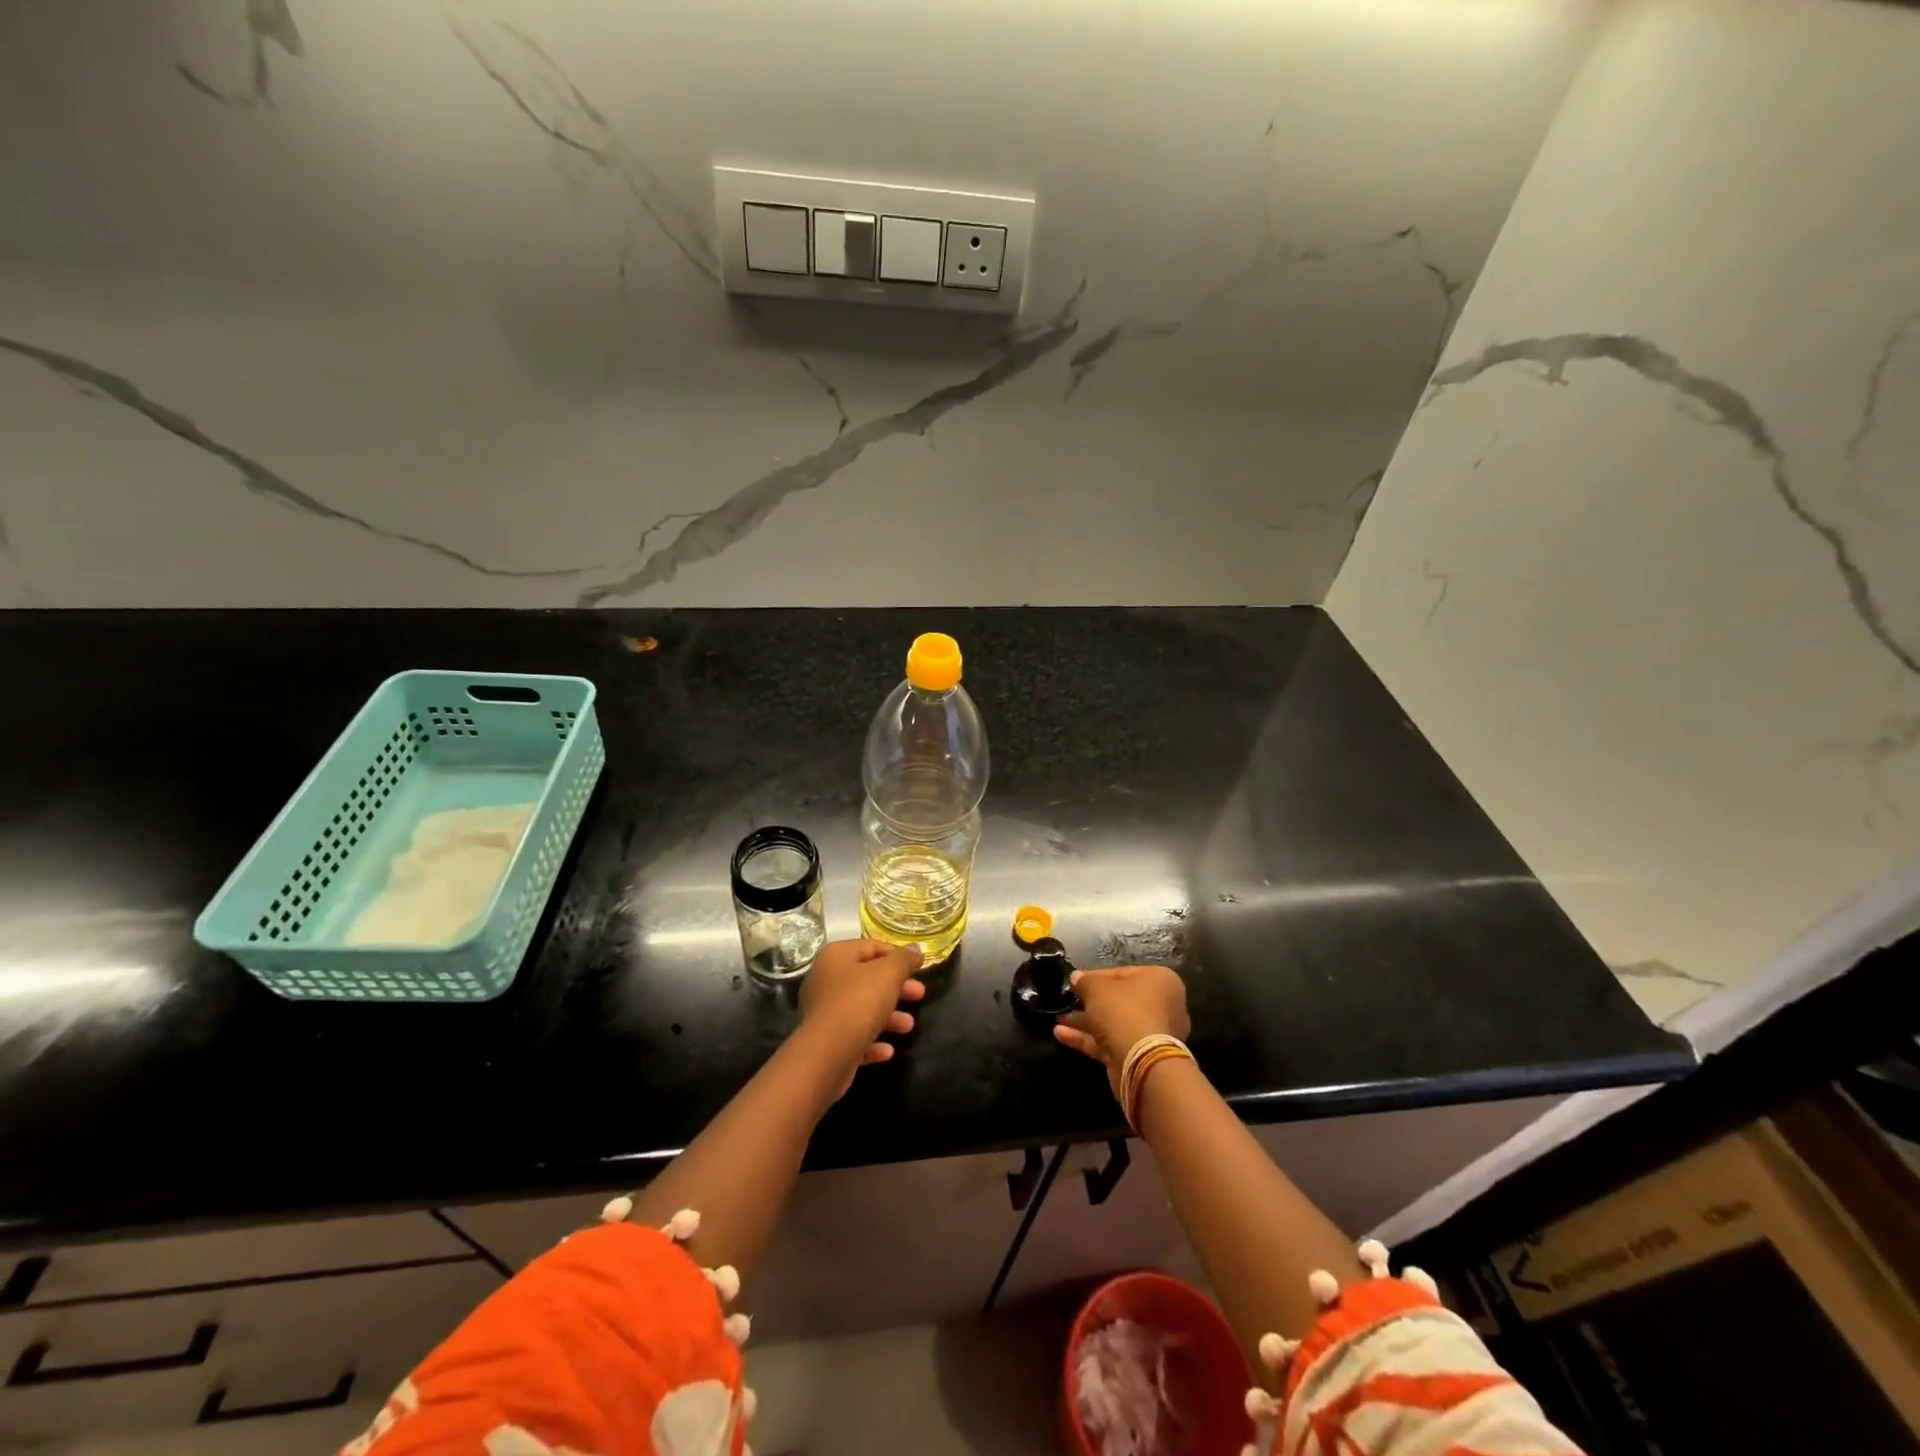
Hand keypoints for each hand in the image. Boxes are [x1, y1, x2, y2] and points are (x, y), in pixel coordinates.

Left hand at [798, 939, 925, 1090]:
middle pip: (869, 978)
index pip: (872, 946)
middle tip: (920, 994)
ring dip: (889, 1017)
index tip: (919, 967)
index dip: (898, 955)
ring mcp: (823, 1012)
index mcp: (837, 956)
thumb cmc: (858, 1003)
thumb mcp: (889, 974)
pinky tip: (888, 1050)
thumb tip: (915, 948)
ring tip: (909, 1026)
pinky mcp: (825, 1041)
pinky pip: (854, 1036)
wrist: (826, 1055)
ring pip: (862, 1009)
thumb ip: (904, 959)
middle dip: (897, 988)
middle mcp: (826, 979)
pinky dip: (872, 1040)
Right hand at [1054, 965, 1190, 1097]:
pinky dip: (1087, 1038)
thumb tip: (1076, 978)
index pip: (1122, 973)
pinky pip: (1110, 1042)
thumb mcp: (1097, 988)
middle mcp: (1161, 1005)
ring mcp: (1151, 1034)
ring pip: (1113, 1023)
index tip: (1075, 981)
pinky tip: (1061, 1034)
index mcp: (1159, 980)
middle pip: (1118, 1000)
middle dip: (1089, 1002)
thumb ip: (1085, 981)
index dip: (1095, 976)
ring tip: (1058, 1018)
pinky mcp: (1138, 1056)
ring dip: (1085, 1021)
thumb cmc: (1124, 1012)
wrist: (1142, 1063)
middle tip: (1068, 1000)